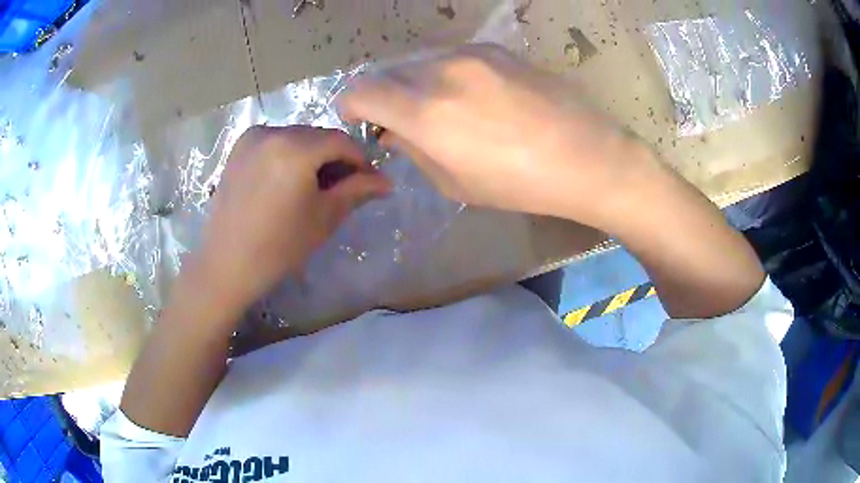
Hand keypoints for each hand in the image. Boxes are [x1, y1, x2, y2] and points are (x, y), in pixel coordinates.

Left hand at [195, 125, 390, 309]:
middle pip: (318, 135)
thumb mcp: (324, 218)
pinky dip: (290, 153)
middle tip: (344, 185)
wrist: (226, 263)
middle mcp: (273, 132)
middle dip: (336, 156)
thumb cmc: (278, 247)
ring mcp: (252, 137)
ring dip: (313, 154)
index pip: (341, 141)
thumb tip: (386, 181)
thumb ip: (357, 191)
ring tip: (315, 185)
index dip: (360, 159)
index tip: (369, 180)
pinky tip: (289, 180)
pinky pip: (275, 141)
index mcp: (295, 149)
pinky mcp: (238, 147)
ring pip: (297, 137)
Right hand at [338, 44, 658, 229]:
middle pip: (388, 72)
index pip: (361, 91)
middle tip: (403, 121)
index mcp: (426, 112)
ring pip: (420, 61)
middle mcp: (441, 71)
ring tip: (442, 109)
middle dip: (384, 97)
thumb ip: (414, 150)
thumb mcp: (456, 183)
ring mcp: (471, 54)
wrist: (587, 156)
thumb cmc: (521, 184)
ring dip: (415, 83)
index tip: (359, 120)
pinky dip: (444, 74)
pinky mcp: (495, 49)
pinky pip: (450, 56)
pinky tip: (471, 95)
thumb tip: (394, 131)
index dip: (350, 106)